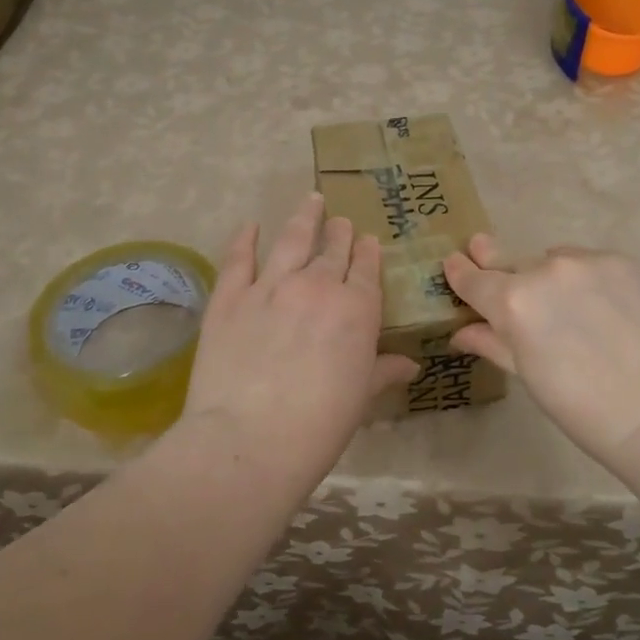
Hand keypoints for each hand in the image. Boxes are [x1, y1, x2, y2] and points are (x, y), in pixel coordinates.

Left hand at [181, 194, 417, 457]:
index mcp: (357, 309)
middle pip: (332, 250)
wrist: (250, 439)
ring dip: (303, 218)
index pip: (366, 269)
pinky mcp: (229, 297)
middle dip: (339, 232)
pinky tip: (250, 225)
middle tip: (340, 220)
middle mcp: (317, 286)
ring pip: (291, 240)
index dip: (367, 252)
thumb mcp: (361, 398)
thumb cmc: (320, 425)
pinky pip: (238, 258)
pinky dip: (245, 239)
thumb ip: (383, 371)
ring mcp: (270, 286)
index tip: (367, 240)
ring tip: (310, 200)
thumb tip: (410, 364)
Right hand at [443, 236, 639, 467]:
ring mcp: (586, 261)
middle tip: (481, 247)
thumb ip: (493, 343)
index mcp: (513, 302)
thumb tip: (462, 332)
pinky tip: (602, 305)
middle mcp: (545, 269)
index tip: (455, 262)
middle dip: (497, 263)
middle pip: (512, 263)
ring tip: (569, 306)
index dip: (461, 272)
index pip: (474, 279)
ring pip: (554, 259)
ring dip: (550, 276)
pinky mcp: (622, 261)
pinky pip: (590, 262)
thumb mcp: (528, 376)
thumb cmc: (581, 407)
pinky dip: (586, 278)